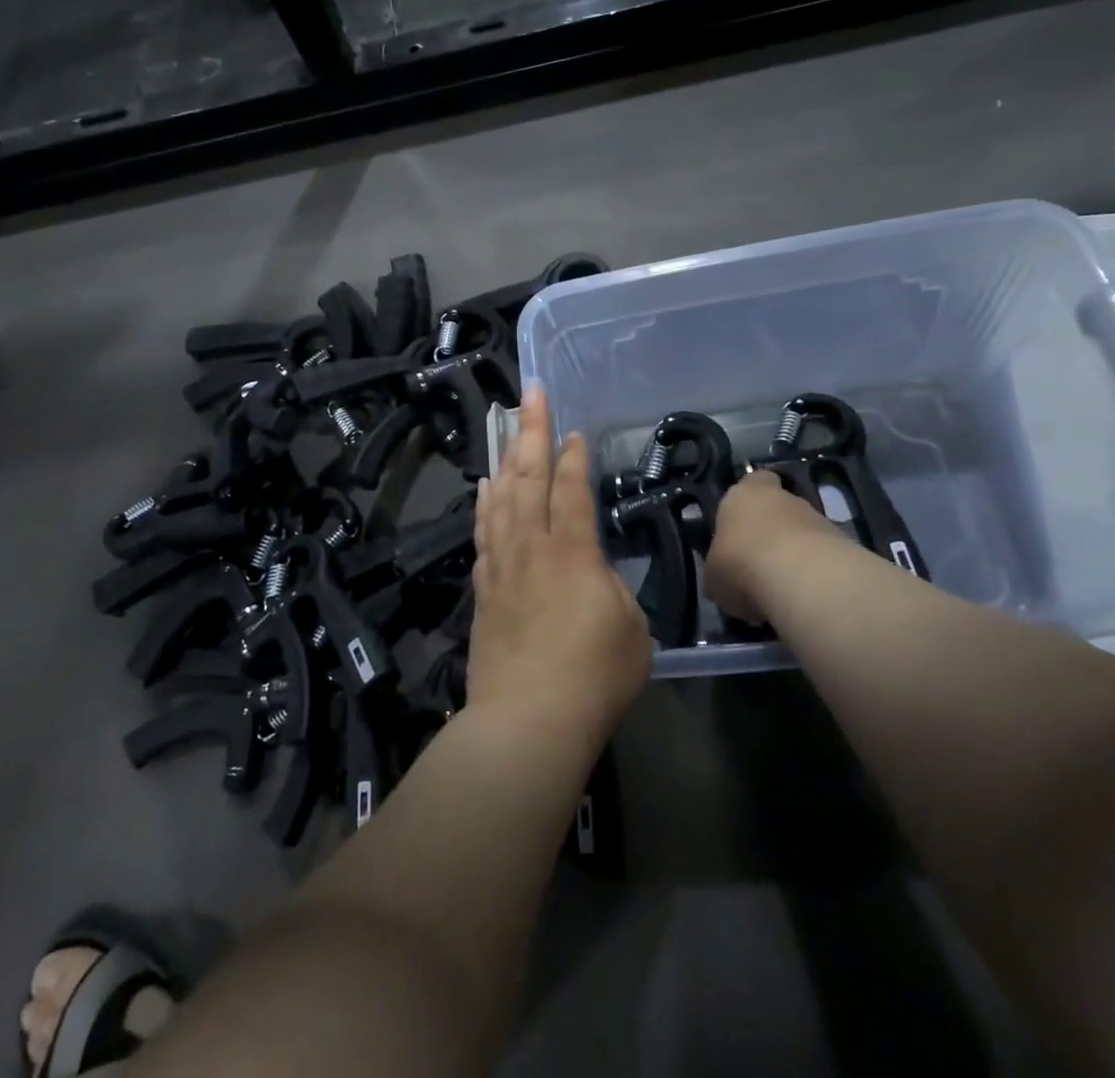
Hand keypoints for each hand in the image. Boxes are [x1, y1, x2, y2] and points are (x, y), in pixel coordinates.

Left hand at [469, 387, 651, 742]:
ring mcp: (501, 566)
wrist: (527, 721)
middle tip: (532, 394)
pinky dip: (484, 504)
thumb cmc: (594, 677)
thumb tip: (593, 575)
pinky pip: (482, 531)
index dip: (572, 455)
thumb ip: (612, 589)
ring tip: (506, 430)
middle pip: (527, 477)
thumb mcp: (631, 628)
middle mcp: (531, 547)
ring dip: (505, 460)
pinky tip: (485, 489)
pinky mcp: (482, 589)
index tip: (573, 430)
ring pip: (499, 498)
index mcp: (572, 551)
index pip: (570, 488)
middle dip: (531, 431)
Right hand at [704, 470, 849, 623]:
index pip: (754, 481)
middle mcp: (785, 499)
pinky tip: (802, 599)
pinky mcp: (845, 547)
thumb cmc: (741, 563)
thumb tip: (723, 581)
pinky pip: (822, 560)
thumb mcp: (714, 575)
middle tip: (758, 566)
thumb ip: (719, 570)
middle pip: (780, 510)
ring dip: (795, 557)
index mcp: (745, 494)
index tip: (743, 524)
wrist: (802, 579)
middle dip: (772, 534)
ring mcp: (819, 521)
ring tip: (780, 591)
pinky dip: (814, 576)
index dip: (750, 501)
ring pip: (803, 535)